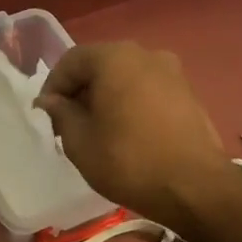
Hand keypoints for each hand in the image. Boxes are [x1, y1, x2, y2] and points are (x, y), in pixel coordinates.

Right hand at [34, 42, 226, 228]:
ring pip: (126, 78)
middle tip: (68, 124)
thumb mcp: (80, 142)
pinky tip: (126, 133)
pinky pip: (148, 90)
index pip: (71, 61)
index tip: (46, 116)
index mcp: (115, 58)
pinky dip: (130, 104)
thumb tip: (51, 101)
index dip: (53, 87)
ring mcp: (173, 72)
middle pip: (100, 65)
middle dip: (80, 91)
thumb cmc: (128, 161)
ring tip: (97, 131)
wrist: (195, 187)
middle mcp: (146, 54)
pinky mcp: (188, 94)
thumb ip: (60, 114)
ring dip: (106, 98)